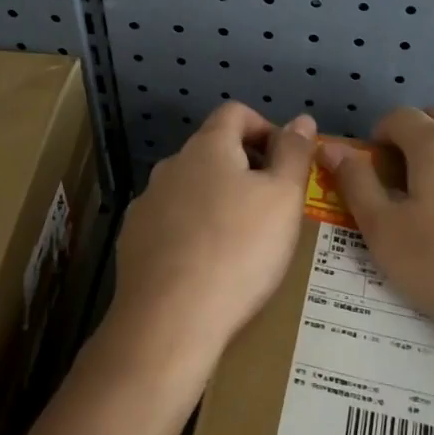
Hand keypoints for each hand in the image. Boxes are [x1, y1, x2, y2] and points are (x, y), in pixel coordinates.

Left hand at [109, 102, 316, 372]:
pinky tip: (206, 267)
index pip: (235, 112)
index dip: (265, 128)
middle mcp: (170, 166)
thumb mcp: (283, 198)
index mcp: (207, 147)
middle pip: (212, 151)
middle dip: (244, 169)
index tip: (285, 163)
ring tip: (241, 242)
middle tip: (272, 208)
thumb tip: (301, 119)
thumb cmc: (238, 250)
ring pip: (190, 189)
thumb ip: (294, 153)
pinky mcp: (132, 241)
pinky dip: (191, 232)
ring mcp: (146, 204)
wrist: (168, 322)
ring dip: (216, 201)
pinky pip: (170, 223)